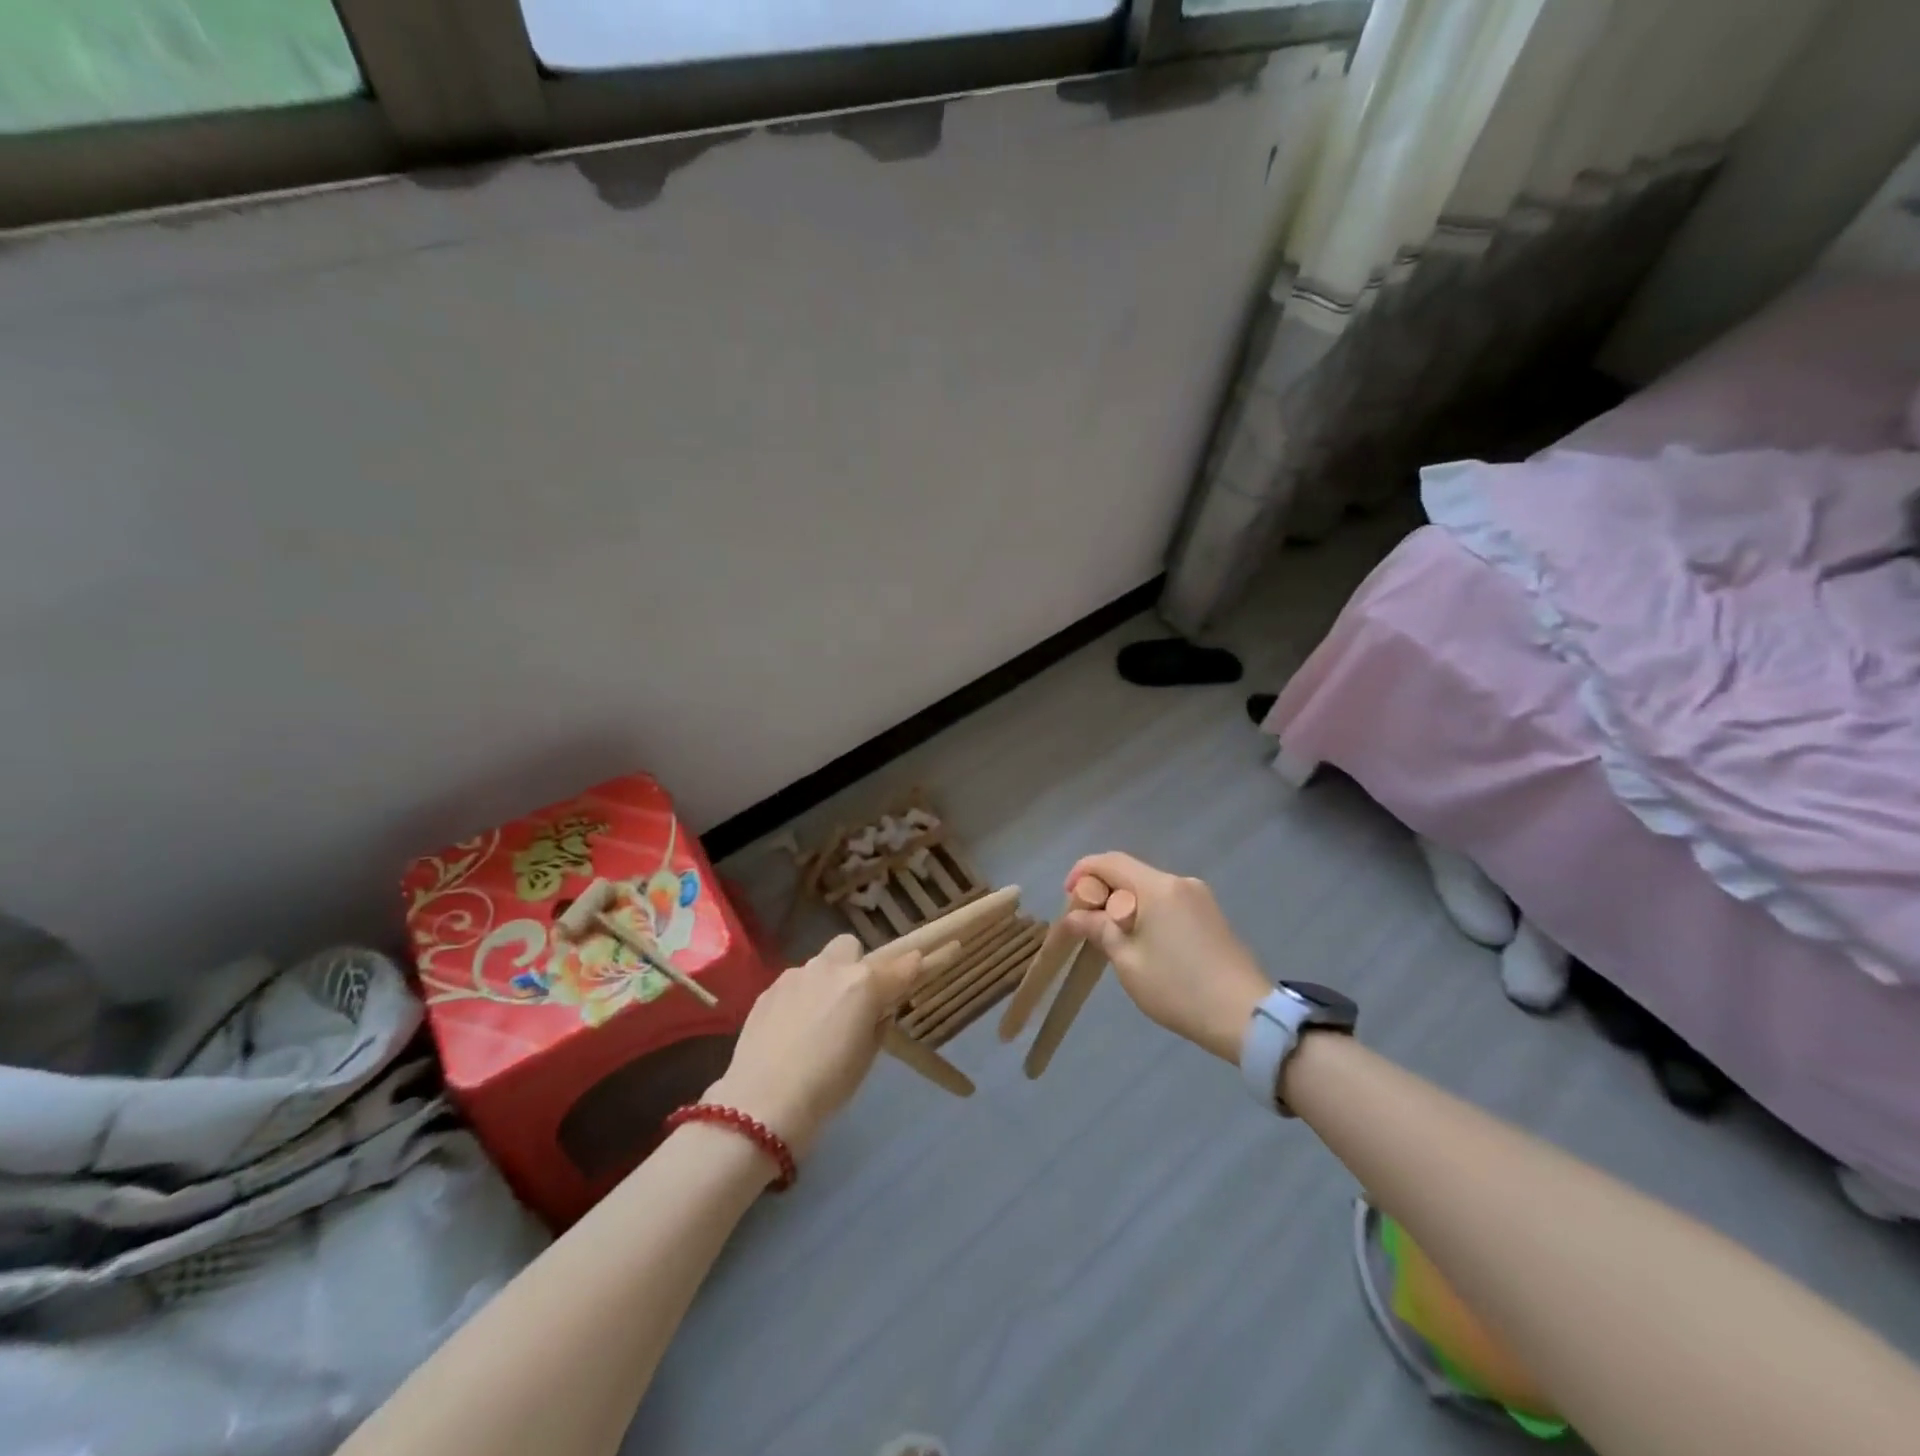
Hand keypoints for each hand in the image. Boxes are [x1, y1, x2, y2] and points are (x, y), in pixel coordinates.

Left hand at [705, 934, 921, 1160]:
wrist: (762, 1103)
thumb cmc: (827, 1087)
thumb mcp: (867, 1057)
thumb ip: (877, 1020)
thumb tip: (879, 1007)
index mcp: (862, 984)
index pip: (899, 964)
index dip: (911, 966)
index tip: (915, 969)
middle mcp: (830, 968)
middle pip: (850, 947)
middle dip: (856, 966)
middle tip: (854, 1001)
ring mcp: (795, 975)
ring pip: (819, 964)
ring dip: (826, 982)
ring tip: (817, 1021)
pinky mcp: (768, 989)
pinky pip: (795, 983)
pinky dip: (801, 997)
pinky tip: (792, 1029)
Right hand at [1062, 853, 1270, 1063]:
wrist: (1246, 1016)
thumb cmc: (1178, 988)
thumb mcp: (1129, 961)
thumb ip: (1100, 930)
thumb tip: (1075, 915)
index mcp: (1158, 888)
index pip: (1110, 861)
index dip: (1083, 873)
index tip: (1068, 897)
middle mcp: (1180, 882)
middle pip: (1130, 872)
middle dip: (1103, 890)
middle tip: (1085, 922)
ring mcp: (1200, 897)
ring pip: (1149, 888)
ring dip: (1124, 902)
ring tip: (1111, 936)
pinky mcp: (1211, 915)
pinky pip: (1168, 901)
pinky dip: (1146, 911)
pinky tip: (1141, 940)